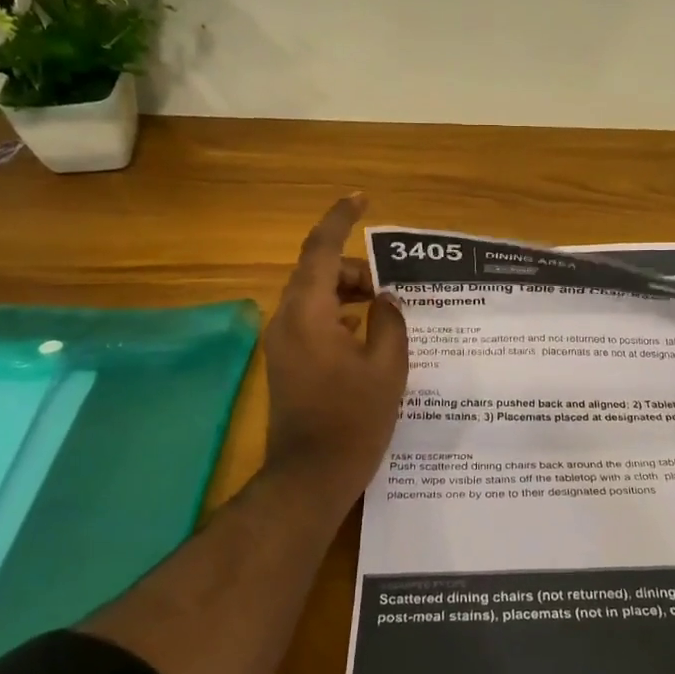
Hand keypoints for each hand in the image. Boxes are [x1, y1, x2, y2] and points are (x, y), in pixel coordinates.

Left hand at [262, 195, 408, 513]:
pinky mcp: (285, 363)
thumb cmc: (354, 419)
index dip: (341, 218)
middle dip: (356, 270)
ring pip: (316, 298)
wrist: (310, 475)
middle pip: (319, 273)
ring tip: (386, 313)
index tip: (362, 198)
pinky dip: (339, 317)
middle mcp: (287, 319)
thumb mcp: (387, 367)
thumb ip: (390, 322)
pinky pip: (312, 322)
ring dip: (348, 295)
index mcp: (309, 312)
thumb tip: (385, 299)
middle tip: (392, 287)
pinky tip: (367, 338)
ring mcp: (282, 343)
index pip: (322, 249)